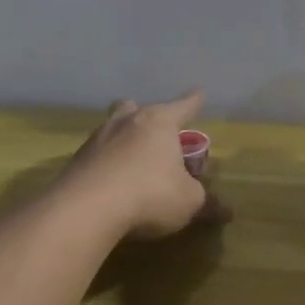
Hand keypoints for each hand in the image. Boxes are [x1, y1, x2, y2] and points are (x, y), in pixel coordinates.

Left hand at [63, 92, 229, 240]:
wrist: (86, 209)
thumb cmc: (150, 194)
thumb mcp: (189, 202)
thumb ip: (206, 202)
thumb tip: (227, 210)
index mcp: (160, 122)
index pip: (183, 106)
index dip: (194, 102)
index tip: (199, 93)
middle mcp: (127, 121)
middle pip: (137, 108)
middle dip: (148, 115)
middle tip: (156, 130)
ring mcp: (98, 138)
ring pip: (114, 127)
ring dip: (124, 137)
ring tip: (133, 155)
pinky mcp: (77, 161)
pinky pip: (98, 153)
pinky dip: (107, 161)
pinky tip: (112, 179)